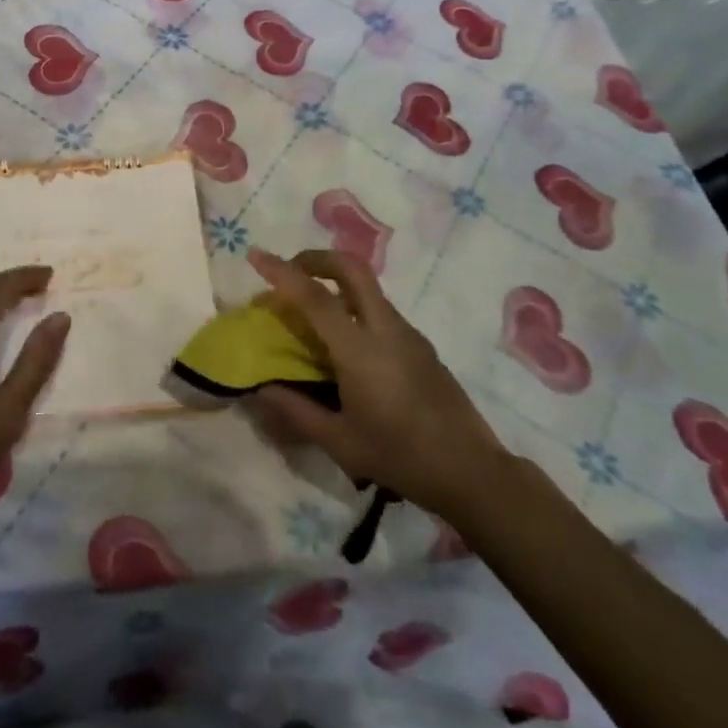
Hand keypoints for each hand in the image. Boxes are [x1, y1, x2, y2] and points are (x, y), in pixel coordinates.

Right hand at [244, 248, 505, 516]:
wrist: (472, 471)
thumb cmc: (400, 457)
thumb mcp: (339, 441)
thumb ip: (296, 411)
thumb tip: (260, 388)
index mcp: (360, 349)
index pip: (314, 297)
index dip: (281, 272)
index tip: (255, 255)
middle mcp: (385, 328)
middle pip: (351, 268)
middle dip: (316, 258)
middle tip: (291, 269)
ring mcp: (408, 333)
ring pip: (368, 287)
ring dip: (336, 282)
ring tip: (312, 310)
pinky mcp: (421, 345)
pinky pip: (380, 310)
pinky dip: (353, 306)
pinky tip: (345, 344)